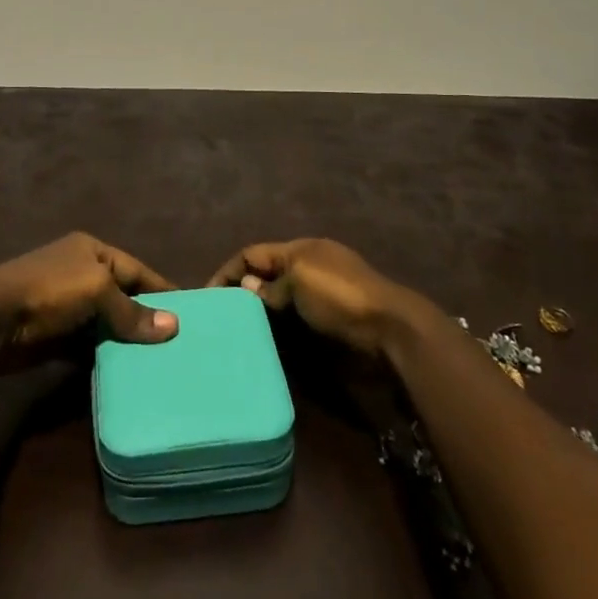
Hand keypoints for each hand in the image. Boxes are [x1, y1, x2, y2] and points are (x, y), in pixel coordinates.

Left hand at [0, 232, 179, 361]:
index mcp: (91, 251)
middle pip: (120, 295)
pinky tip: (123, 372)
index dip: (160, 289)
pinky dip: (102, 355)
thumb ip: (132, 311)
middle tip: (176, 343)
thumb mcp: (96, 292)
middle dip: (143, 317)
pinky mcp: (53, 335)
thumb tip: (173, 326)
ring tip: (156, 362)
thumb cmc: (49, 291)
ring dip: (123, 339)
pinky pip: (86, 344)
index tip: (188, 311)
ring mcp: (64, 304)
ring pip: (104, 322)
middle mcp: (80, 272)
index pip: (135, 269)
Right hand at [206, 238, 422, 355]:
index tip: (207, 296)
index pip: (254, 253)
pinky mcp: (330, 328)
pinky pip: (294, 327)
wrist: (390, 331)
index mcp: (301, 250)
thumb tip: (246, 286)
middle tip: (219, 319)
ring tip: (236, 336)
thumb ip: (271, 285)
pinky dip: (278, 334)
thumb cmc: (341, 297)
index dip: (229, 271)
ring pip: (279, 304)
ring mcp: (321, 299)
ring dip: (260, 317)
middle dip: (243, 294)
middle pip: (266, 277)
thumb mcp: (301, 280)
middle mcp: (308, 269)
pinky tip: (266, 348)